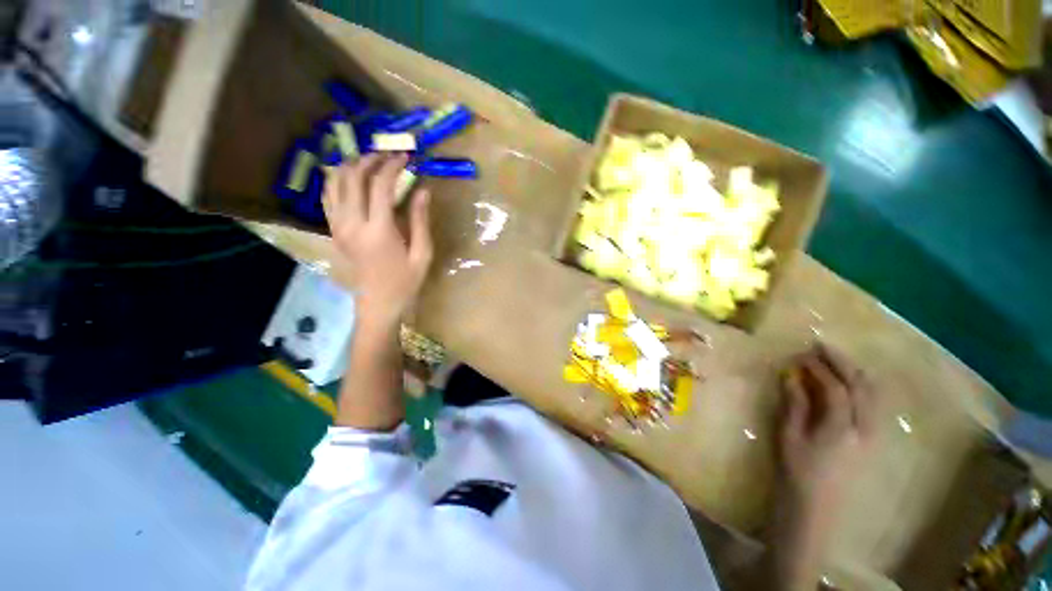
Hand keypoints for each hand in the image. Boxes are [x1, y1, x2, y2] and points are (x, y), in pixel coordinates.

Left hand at [323, 153, 432, 327]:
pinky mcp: (333, 231)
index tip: (406, 157)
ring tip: (369, 161)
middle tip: (388, 155)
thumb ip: (420, 220)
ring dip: (351, 165)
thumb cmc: (406, 282)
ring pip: (335, 182)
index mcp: (379, 230)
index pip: (381, 185)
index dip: (393, 166)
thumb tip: (423, 190)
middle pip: (354, 177)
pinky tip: (349, 177)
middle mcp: (352, 223)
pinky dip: (336, 180)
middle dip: (371, 159)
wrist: (378, 303)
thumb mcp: (422, 253)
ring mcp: (338, 226)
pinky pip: (328, 197)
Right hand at [777, 344, 875, 513]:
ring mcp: (874, 436)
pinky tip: (849, 385)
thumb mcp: (789, 438)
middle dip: (843, 363)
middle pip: (862, 387)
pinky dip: (863, 389)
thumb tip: (791, 375)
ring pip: (874, 395)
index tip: (803, 353)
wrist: (819, 512)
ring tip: (836, 361)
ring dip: (855, 373)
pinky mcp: (874, 442)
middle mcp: (865, 429)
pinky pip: (874, 407)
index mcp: (841, 428)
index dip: (821, 367)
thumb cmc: (797, 474)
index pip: (836, 388)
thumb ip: (794, 404)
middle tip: (822, 347)